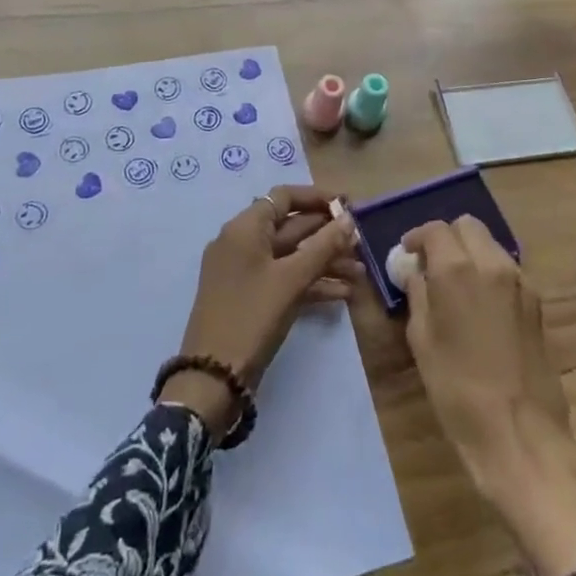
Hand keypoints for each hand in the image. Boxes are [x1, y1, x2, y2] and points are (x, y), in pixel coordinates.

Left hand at [160, 186, 360, 439]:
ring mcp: (245, 272)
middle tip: (362, 243)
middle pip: (290, 226)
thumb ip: (323, 247)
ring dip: (324, 261)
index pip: (284, 197)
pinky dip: (311, 283)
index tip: (349, 206)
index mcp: (244, 228)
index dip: (317, 198)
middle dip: (327, 234)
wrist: (213, 378)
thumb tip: (349, 220)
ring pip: (291, 256)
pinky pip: (285, 279)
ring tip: (360, 272)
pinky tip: (343, 294)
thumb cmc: (251, 316)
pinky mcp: (251, 297)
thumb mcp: (291, 279)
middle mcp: (242, 243)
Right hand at [402, 217, 575, 575]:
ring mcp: (521, 282)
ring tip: (454, 286)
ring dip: (470, 253)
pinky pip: (507, 271)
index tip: (406, 255)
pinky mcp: (537, 304)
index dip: (417, 238)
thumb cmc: (458, 391)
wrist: (521, 436)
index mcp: (458, 269)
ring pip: (491, 245)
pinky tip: (478, 306)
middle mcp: (493, 264)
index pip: (435, 229)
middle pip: (468, 227)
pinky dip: (489, 273)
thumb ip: (417, 295)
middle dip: (446, 238)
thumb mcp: (422, 341)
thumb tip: (414, 272)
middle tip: (430, 265)